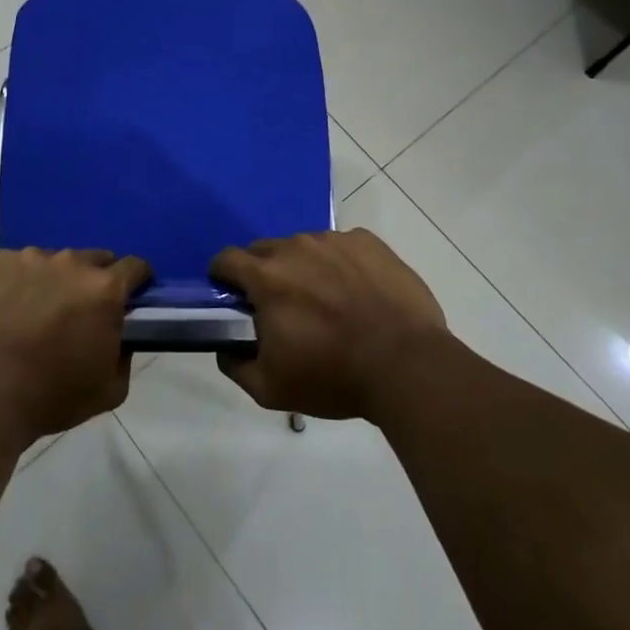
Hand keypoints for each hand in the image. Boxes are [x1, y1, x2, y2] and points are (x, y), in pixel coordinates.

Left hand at [0, 248, 150, 445]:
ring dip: (54, 281)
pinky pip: (16, 265)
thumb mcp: (110, 389)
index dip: (136, 282)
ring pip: (54, 262)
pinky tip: (5, 310)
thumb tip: (118, 335)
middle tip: (79, 312)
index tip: (128, 298)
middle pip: (94, 260)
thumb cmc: (51, 397)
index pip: (135, 267)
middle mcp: (70, 262)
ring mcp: (30, 258)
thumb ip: (124, 354)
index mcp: (104, 289)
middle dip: (94, 281)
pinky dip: (18, 282)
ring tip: (34, 313)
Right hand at [211, 229, 449, 421]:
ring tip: (326, 300)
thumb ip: (236, 366)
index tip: (232, 296)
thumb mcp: (271, 389)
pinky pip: (341, 246)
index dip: (222, 276)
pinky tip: (357, 292)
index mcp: (266, 277)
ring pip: (304, 246)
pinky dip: (339, 264)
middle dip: (262, 272)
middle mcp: (296, 247)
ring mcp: (334, 240)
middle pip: (264, 249)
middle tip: (280, 305)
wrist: (407, 365)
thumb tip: (225, 349)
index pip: (226, 259)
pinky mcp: (368, 242)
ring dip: (303, 266)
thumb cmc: (333, 377)